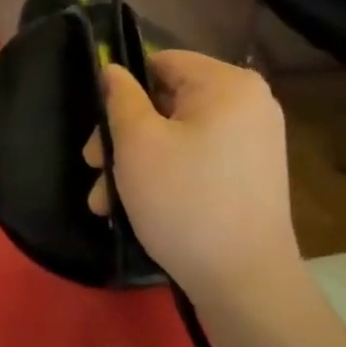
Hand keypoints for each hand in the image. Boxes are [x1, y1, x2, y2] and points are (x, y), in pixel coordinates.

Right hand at [84, 51, 300, 295]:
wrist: (245, 284)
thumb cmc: (185, 202)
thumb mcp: (137, 143)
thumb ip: (120, 97)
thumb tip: (113, 70)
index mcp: (228, 84)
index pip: (162, 62)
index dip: (123, 89)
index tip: (98, 127)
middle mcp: (249, 104)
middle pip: (167, 102)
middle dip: (123, 136)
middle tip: (92, 167)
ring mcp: (253, 142)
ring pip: (177, 135)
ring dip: (136, 162)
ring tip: (104, 201)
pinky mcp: (250, 175)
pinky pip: (197, 158)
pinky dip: (165, 175)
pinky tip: (133, 208)